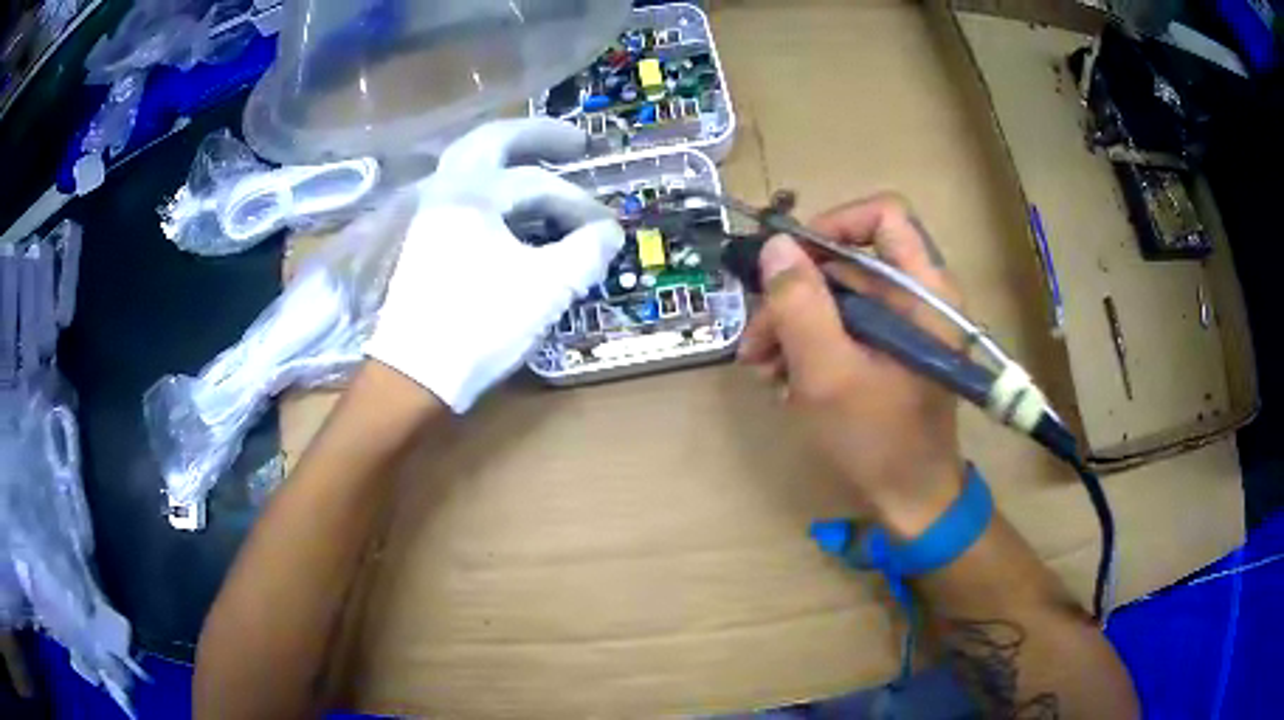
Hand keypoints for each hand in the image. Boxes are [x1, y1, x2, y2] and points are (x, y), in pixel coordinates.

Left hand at [365, 119, 624, 412]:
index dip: (579, 204)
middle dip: (537, 136)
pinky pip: (464, 194)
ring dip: (510, 158)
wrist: (415, 374)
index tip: (607, 229)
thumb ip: (585, 253)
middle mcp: (446, 192)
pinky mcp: (426, 241)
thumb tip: (609, 233)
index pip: (539, 185)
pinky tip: (514, 209)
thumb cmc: (479, 326)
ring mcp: (430, 215)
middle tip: (575, 143)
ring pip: (471, 166)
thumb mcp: (545, 289)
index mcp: (473, 194)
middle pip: (492, 142)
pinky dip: (494, 188)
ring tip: (546, 167)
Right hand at [738, 194, 965, 537]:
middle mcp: (917, 297)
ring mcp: (902, 326)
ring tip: (763, 369)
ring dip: (793, 326)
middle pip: (848, 262)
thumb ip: (799, 305)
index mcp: (923, 290)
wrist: (911, 502)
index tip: (790, 263)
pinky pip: (843, 328)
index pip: (883, 215)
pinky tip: (786, 382)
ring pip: (838, 297)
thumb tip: (775, 247)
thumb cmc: (877, 441)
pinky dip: (810, 347)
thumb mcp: (828, 373)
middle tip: (756, 340)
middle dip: (794, 295)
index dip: (833, 224)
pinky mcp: (888, 351)